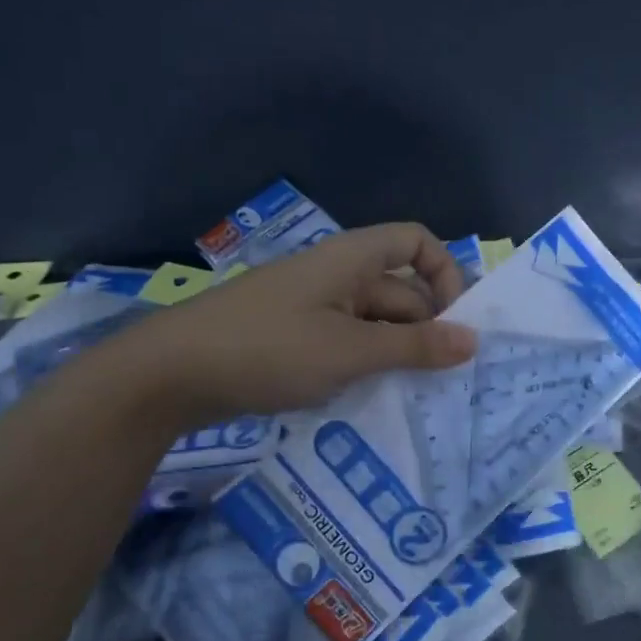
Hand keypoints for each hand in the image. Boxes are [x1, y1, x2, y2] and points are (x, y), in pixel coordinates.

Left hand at [93, 222, 476, 427]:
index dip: (444, 272)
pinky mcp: (294, 338)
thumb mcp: (349, 351)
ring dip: (396, 354)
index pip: (415, 242)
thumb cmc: (267, 349)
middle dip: (425, 330)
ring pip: (374, 323)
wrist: (167, 374)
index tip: (454, 320)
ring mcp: (313, 308)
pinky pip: (346, 343)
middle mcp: (336, 276)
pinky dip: (365, 365)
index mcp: (351, 260)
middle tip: (442, 379)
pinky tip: (370, 398)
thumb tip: (474, 340)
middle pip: (400, 290)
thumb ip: (414, 347)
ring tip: (410, 395)